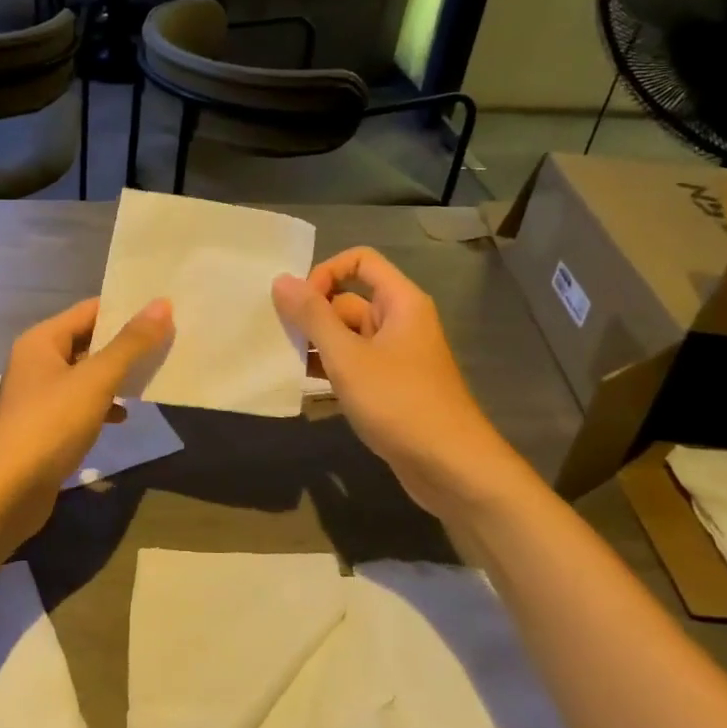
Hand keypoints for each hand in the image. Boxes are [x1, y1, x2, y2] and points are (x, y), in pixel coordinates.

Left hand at [0, 296, 172, 555]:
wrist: (6, 492)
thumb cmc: (49, 425)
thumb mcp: (95, 380)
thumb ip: (130, 343)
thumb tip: (162, 303)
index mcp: (42, 341)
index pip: (90, 310)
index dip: (125, 308)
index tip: (165, 309)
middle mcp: (38, 362)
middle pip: (89, 342)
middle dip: (126, 344)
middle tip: (170, 340)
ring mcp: (40, 397)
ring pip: (87, 376)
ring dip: (118, 376)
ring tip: (156, 375)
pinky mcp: (46, 428)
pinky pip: (82, 405)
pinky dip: (104, 406)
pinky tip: (125, 416)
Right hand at [272, 248, 511, 512]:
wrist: (449, 466)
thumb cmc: (399, 402)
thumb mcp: (347, 357)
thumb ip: (312, 317)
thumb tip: (281, 280)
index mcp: (400, 302)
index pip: (360, 261)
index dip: (326, 272)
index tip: (299, 303)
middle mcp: (400, 321)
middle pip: (348, 300)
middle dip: (313, 315)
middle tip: (277, 336)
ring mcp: (395, 356)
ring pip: (347, 336)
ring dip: (317, 345)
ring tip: (282, 361)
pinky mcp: (390, 386)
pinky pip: (354, 363)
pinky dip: (330, 369)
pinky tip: (302, 385)